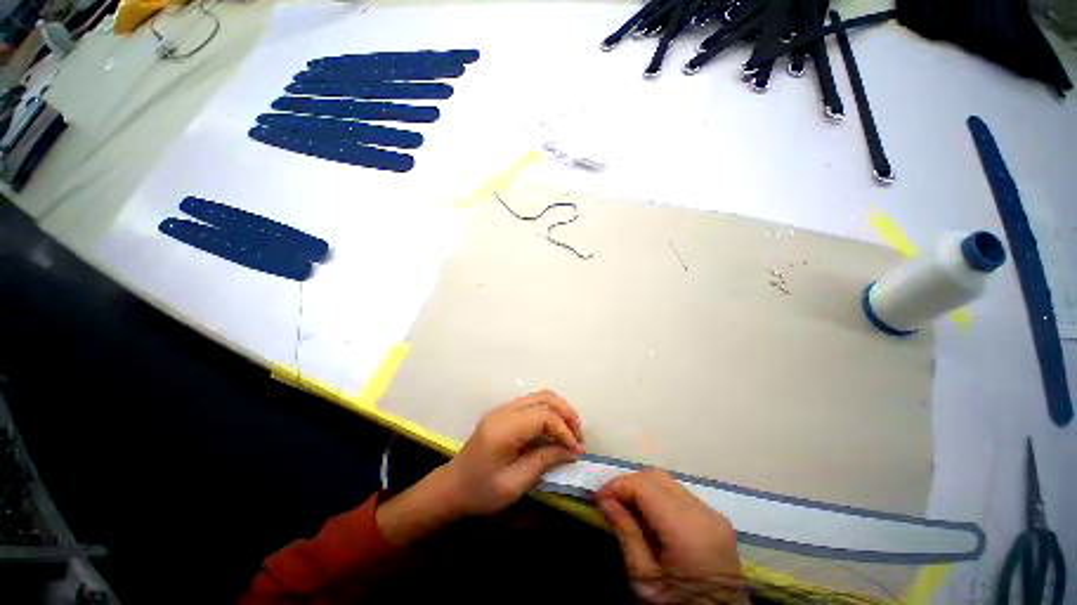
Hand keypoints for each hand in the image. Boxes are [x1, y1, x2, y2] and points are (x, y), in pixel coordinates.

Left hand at [376, 390, 583, 545]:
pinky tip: (554, 429)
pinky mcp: (503, 412)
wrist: (452, 486)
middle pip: (544, 398)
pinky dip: (548, 412)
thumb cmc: (480, 491)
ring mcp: (502, 408)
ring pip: (539, 396)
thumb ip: (544, 462)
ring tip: (570, 432)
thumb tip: (571, 451)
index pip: (543, 415)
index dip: (564, 430)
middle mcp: (504, 411)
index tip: (576, 450)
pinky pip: (532, 403)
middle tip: (578, 437)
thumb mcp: (514, 484)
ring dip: (559, 410)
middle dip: (566, 414)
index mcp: (504, 428)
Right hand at [597, 469, 745, 603]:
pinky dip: (658, 497)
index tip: (599, 498)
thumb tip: (605, 501)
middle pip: (657, 477)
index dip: (618, 486)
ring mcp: (713, 514)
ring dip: (643, 488)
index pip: (644, 486)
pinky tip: (648, 515)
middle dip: (629, 483)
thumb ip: (626, 534)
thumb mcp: (645, 579)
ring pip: (668, 483)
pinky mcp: (716, 519)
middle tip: (610, 500)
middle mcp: (704, 513)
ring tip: (626, 507)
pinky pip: (680, 495)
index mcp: (687, 530)